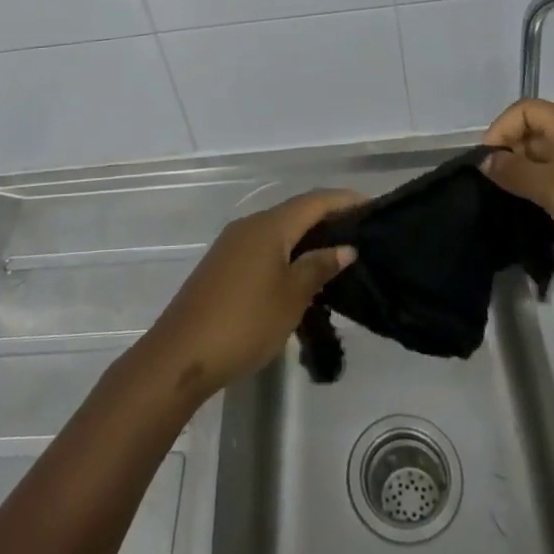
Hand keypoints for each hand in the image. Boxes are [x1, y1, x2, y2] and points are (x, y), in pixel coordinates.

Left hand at [137, 189, 361, 402]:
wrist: (182, 353)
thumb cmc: (245, 322)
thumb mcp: (292, 297)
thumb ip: (318, 267)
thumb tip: (345, 247)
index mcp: (269, 225)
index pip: (314, 201)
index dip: (343, 200)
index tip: (371, 205)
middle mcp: (250, 225)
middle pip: (295, 211)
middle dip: (327, 217)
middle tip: (358, 232)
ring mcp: (232, 244)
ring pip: (278, 230)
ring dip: (306, 237)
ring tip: (335, 254)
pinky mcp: (222, 265)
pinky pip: (263, 246)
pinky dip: (286, 251)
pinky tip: (298, 273)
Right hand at [481, 99, 553, 318]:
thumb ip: (516, 172)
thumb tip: (483, 159)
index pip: (528, 111)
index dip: (503, 127)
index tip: (485, 161)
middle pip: (532, 141)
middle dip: (506, 158)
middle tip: (484, 191)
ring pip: (540, 175)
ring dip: (518, 189)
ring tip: (496, 212)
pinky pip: (552, 205)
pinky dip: (534, 213)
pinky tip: (521, 233)